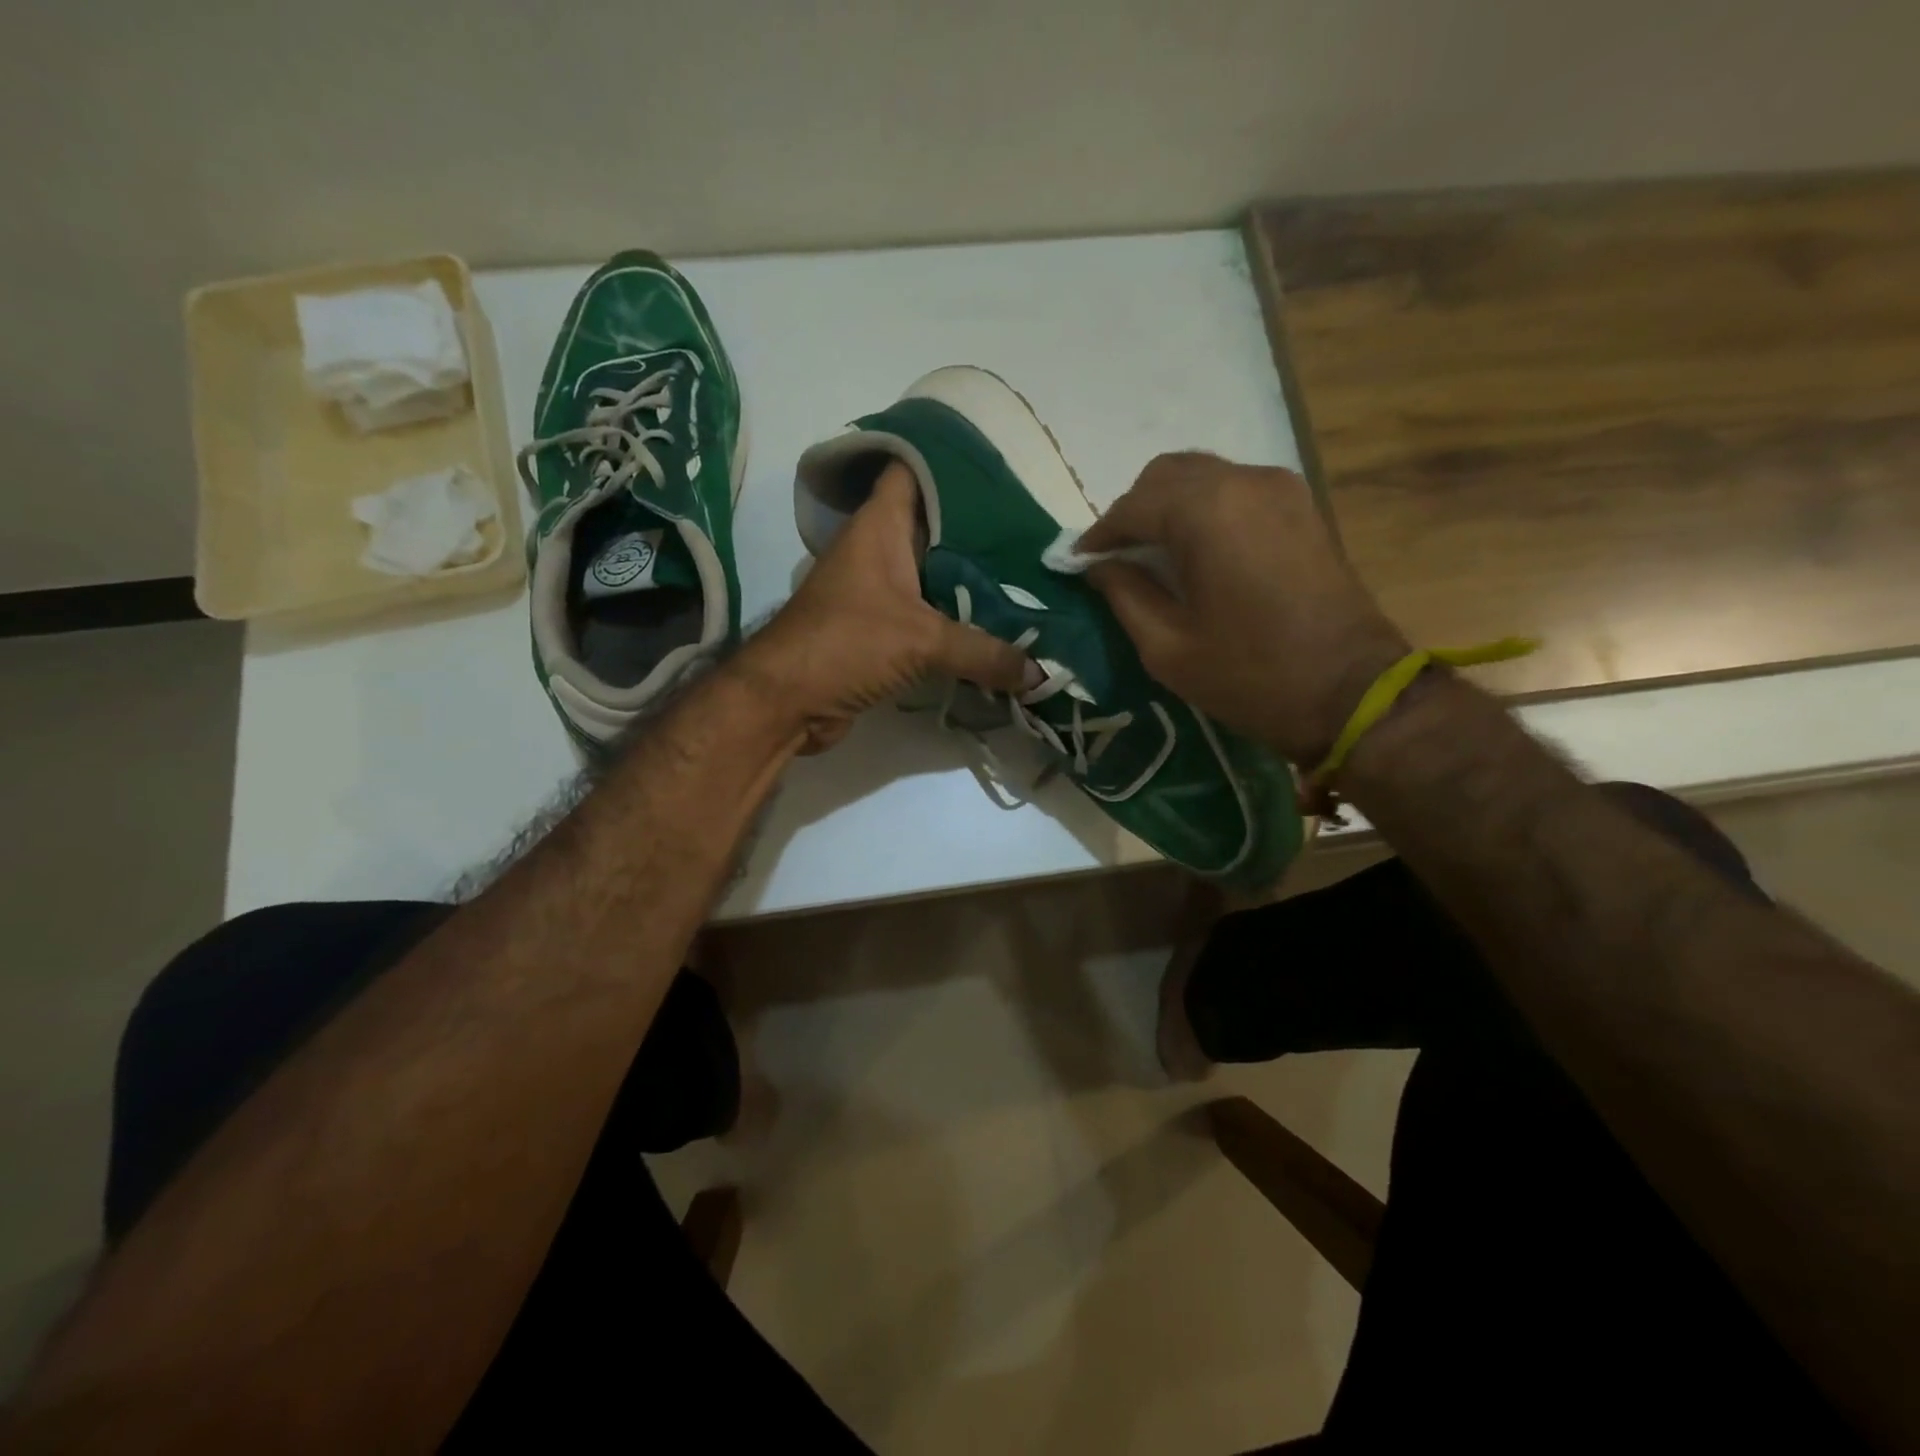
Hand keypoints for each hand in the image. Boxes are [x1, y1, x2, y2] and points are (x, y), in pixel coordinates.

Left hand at [735, 461, 1038, 752]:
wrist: (785, 701)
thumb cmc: (846, 644)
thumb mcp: (922, 642)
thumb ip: (984, 653)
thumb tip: (1040, 673)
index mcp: (880, 527)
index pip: (912, 469)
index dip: (949, 459)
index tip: (998, 464)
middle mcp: (876, 550)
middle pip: (933, 525)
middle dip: (978, 528)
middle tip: (1031, 530)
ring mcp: (875, 591)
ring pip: (931, 573)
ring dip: (968, 579)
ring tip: (1024, 577)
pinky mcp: (876, 630)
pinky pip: (925, 615)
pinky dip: (954, 619)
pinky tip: (993, 626)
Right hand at [1080, 452, 1408, 764]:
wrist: (1352, 693)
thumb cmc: (1251, 676)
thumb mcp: (1168, 647)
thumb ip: (1125, 595)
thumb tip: (1097, 566)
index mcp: (1206, 513)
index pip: (1133, 506)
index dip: (1099, 535)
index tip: (1077, 564)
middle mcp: (1244, 482)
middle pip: (1167, 475)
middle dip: (1133, 512)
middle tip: (1115, 558)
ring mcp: (1280, 489)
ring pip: (1203, 477)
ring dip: (1168, 507)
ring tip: (1152, 554)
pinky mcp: (1301, 506)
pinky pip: (1235, 489)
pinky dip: (1204, 509)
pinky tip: (1195, 550)